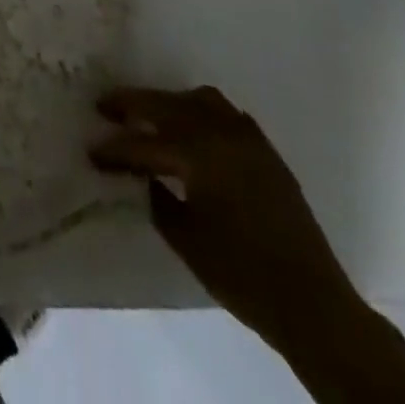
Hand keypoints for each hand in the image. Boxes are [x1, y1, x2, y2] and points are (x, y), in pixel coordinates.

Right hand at [90, 86, 364, 352]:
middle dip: (132, 104)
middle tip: (105, 107)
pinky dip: (201, 114)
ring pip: (199, 100)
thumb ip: (158, 198)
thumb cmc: (242, 275)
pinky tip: (193, 134)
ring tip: (150, 116)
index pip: (144, 143)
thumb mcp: (186, 239)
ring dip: (170, 104)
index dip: (114, 148)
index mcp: (198, 153)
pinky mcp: (265, 150)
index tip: (91, 150)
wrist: (313, 304)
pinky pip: (225, 114)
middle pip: (167, 105)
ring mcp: (247, 138)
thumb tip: (143, 175)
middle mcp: (221, 133)